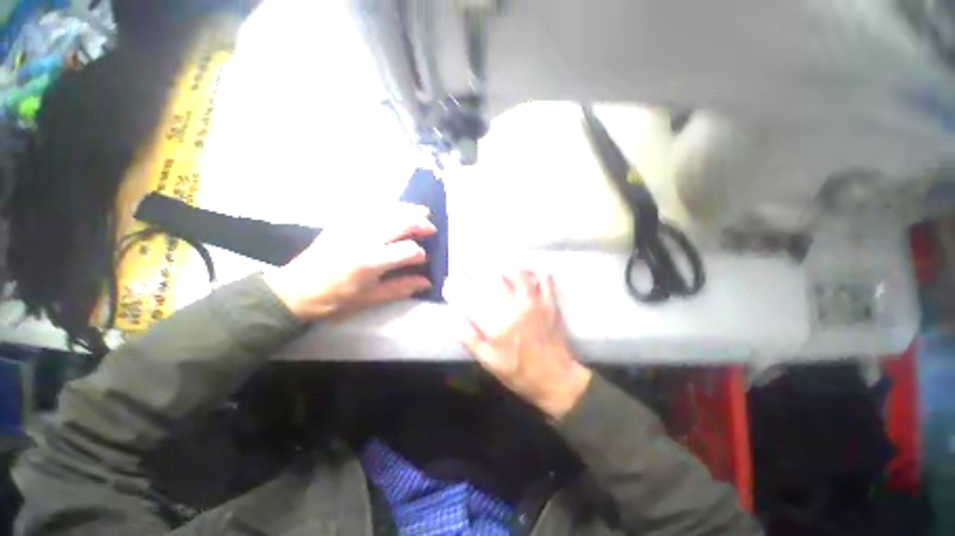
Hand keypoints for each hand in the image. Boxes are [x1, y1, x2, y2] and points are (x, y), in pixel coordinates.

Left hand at [264, 203, 435, 320]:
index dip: (420, 254)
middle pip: (400, 223)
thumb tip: (426, 282)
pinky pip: (369, 207)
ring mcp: (351, 226)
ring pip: (386, 210)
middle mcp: (363, 239)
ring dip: (407, 209)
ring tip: (421, 211)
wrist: (296, 290)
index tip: (424, 260)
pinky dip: (387, 206)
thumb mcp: (370, 299)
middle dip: (419, 223)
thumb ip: (401, 288)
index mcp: (370, 262)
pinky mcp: (342, 221)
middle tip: (431, 228)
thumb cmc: (335, 299)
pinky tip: (395, 208)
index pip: (407, 250)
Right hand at [444, 270, 591, 418]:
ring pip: (518, 274)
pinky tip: (531, 275)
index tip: (450, 282)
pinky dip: (538, 274)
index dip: (458, 287)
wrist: (555, 379)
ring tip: (500, 272)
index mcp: (496, 324)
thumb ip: (471, 340)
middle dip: (478, 273)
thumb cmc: (519, 373)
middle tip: (473, 273)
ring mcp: (534, 303)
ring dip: (506, 270)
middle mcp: (513, 308)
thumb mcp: (489, 363)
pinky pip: (545, 281)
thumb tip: (456, 319)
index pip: (471, 297)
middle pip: (493, 279)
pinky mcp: (550, 304)